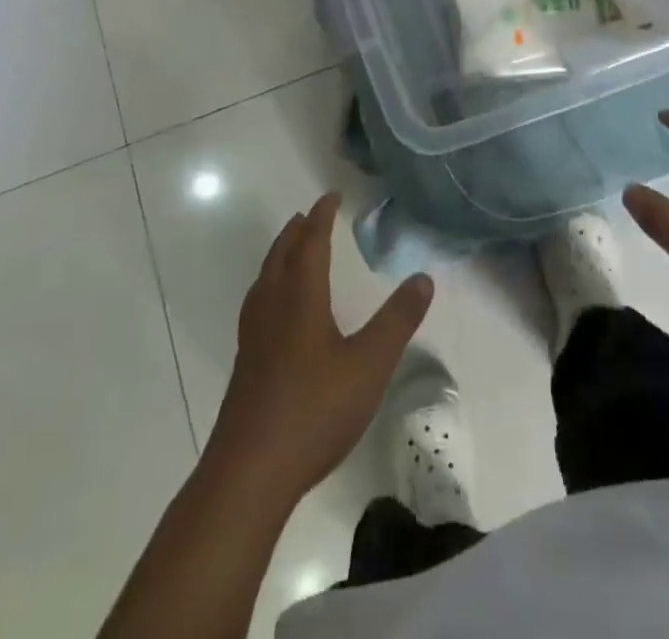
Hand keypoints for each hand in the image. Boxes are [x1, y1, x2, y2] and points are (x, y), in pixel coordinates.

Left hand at [208, 193, 433, 502]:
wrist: (249, 473)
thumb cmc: (314, 410)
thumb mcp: (369, 364)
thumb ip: (398, 320)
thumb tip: (423, 277)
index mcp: (300, 298)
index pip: (311, 243)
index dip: (321, 217)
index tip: (331, 195)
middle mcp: (272, 307)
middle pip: (282, 256)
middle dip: (297, 231)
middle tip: (309, 215)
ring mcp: (253, 337)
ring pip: (265, 279)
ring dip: (280, 255)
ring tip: (290, 249)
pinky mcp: (245, 364)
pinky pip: (258, 303)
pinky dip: (270, 284)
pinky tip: (275, 310)